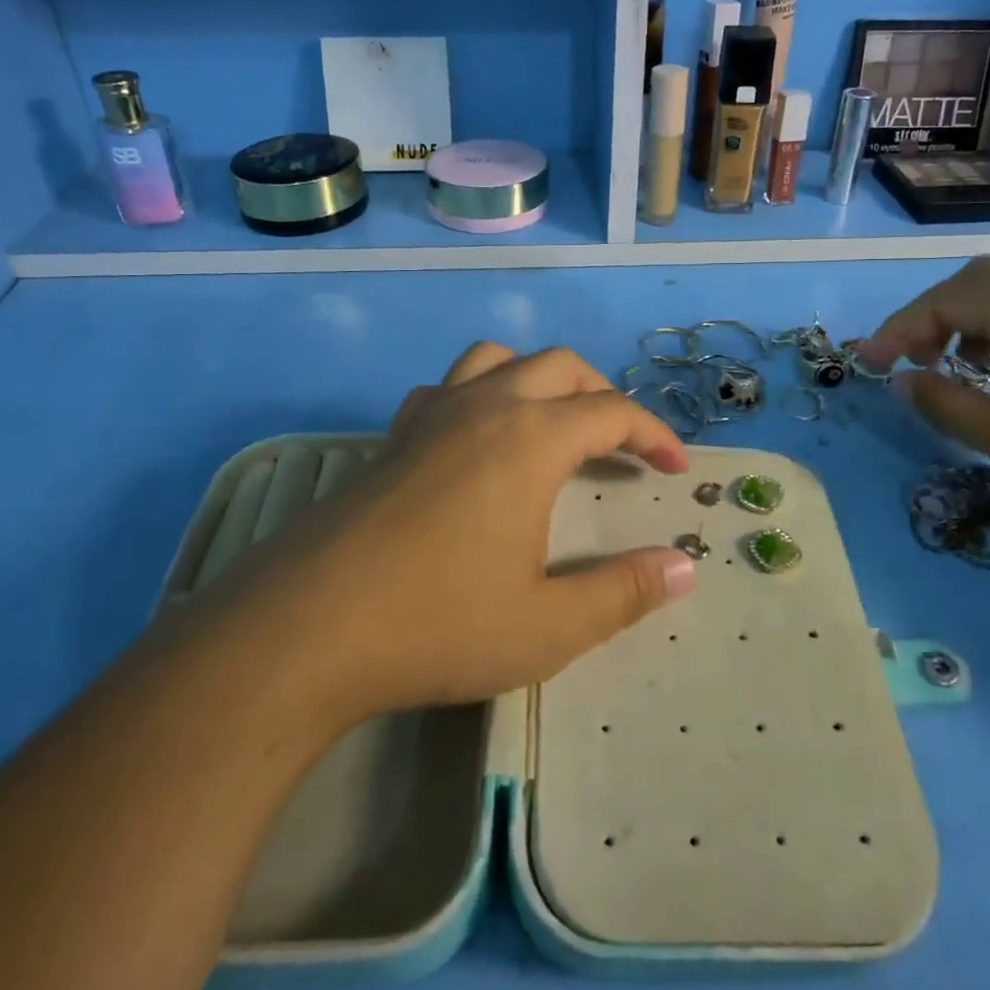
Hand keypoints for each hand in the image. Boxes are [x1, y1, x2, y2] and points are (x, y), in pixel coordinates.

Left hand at [225, 343, 695, 723]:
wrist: (304, 629)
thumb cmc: (437, 624)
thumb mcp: (548, 626)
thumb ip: (624, 592)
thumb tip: (685, 566)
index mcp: (530, 440)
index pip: (611, 413)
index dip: (653, 434)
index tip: (675, 467)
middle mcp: (484, 408)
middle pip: (559, 367)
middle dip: (602, 394)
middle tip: (622, 440)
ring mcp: (430, 416)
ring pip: (496, 359)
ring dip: (538, 378)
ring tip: (551, 422)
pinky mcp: (391, 437)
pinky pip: (448, 387)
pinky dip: (480, 394)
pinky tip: (475, 440)